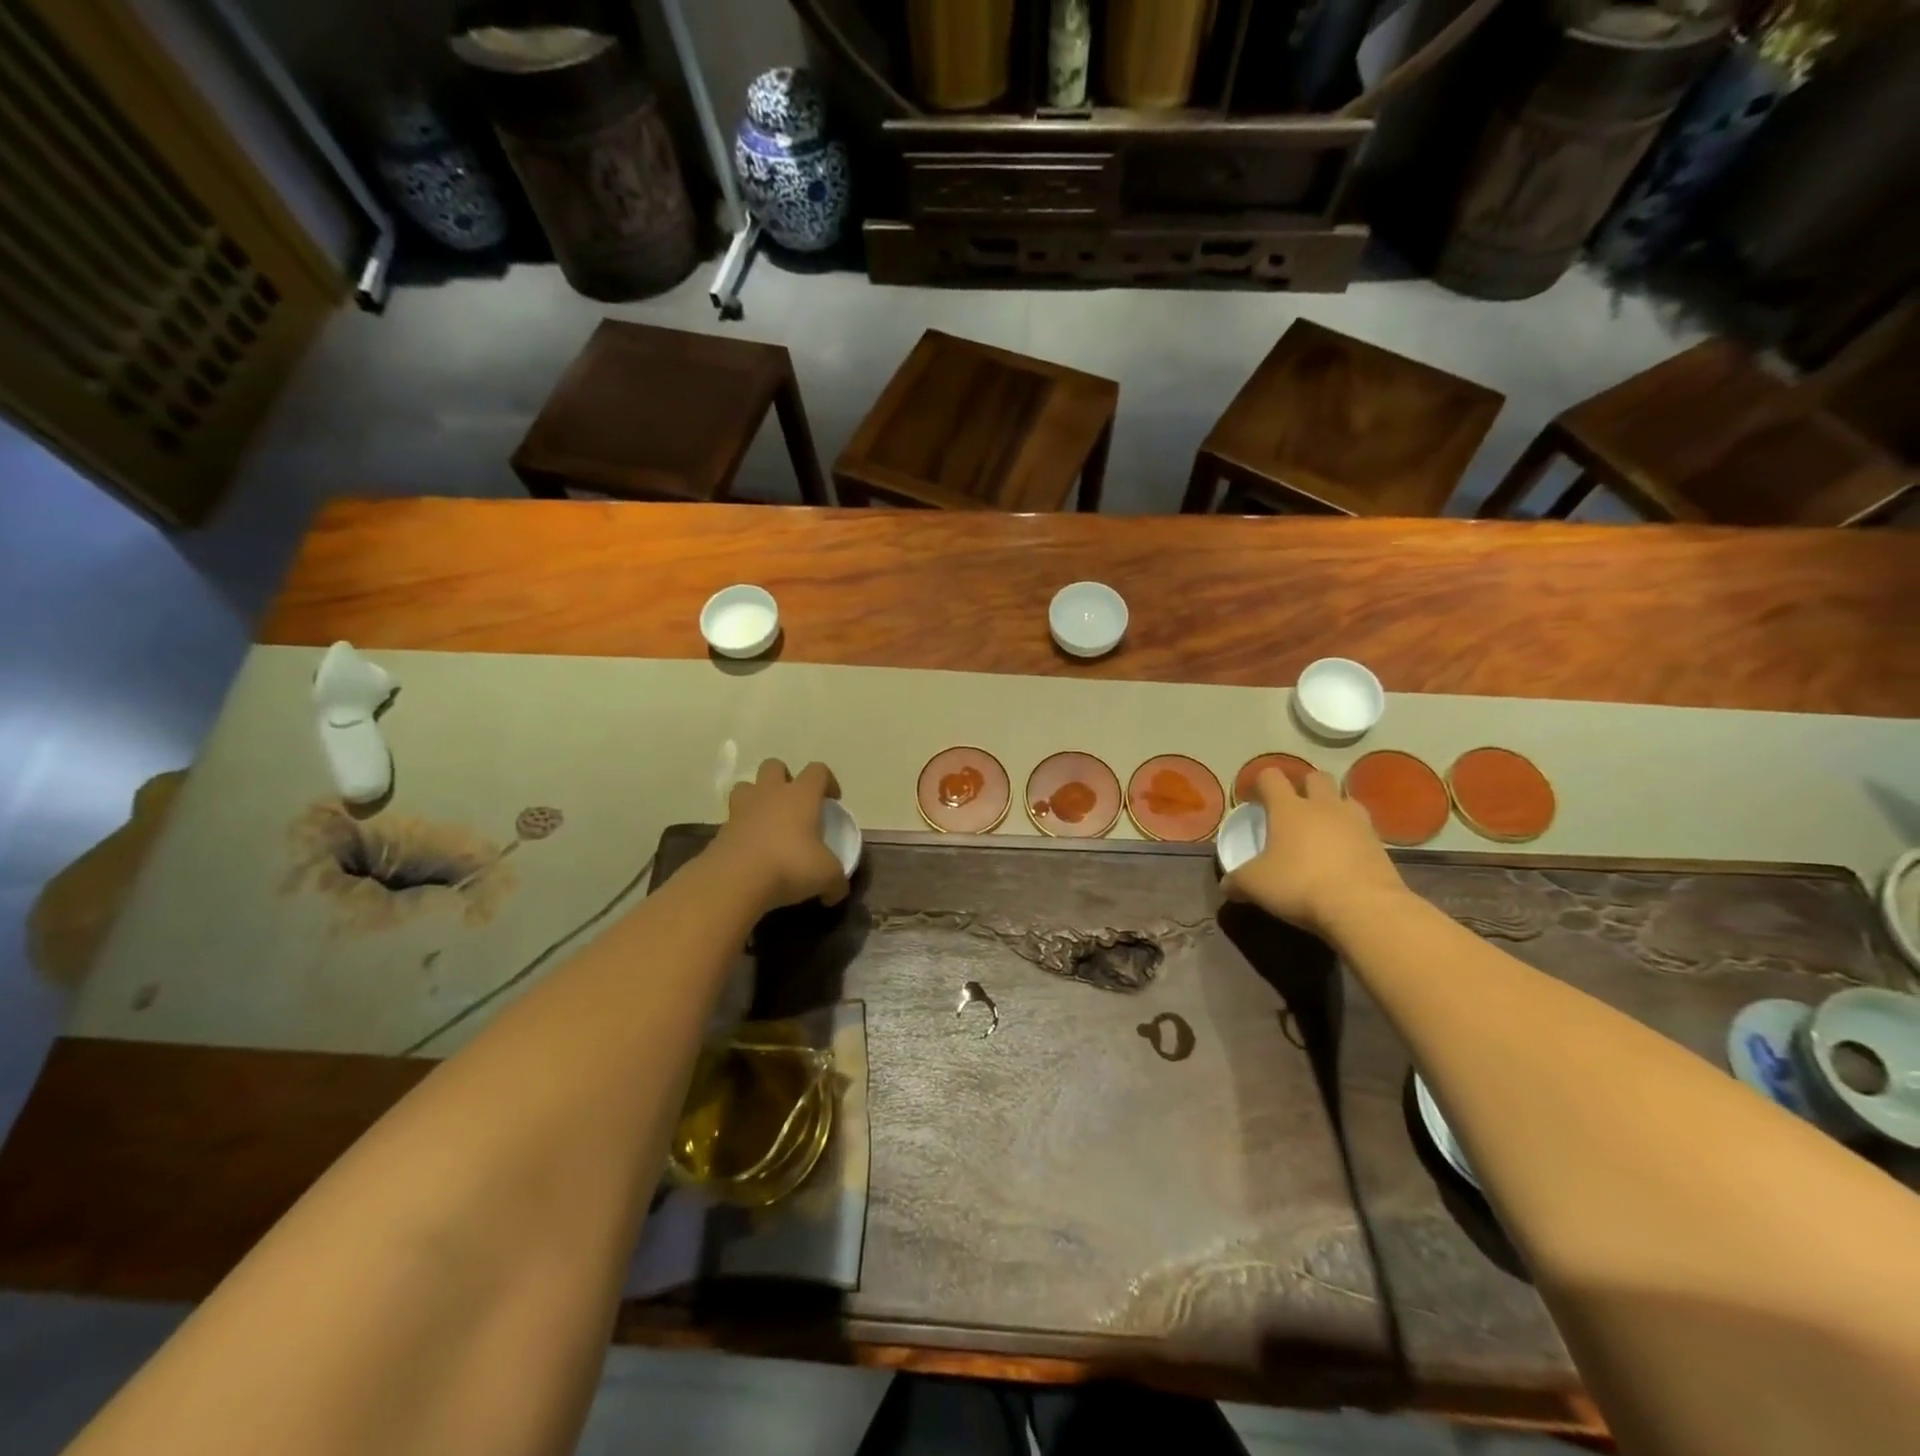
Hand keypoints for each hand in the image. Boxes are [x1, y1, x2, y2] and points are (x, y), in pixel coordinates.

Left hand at [709, 759, 849, 910]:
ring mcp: (742, 809)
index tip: (832, 801)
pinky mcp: (721, 829)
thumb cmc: (790, 865)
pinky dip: (742, 828)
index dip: (828, 781)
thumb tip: (837, 891)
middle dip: (785, 778)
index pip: (818, 771)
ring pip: (746, 786)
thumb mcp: (826, 876)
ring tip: (767, 820)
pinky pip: (733, 818)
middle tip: (794, 804)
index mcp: (801, 795)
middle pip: (774, 766)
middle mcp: (771, 793)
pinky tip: (752, 849)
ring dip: (757, 797)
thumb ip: (836, 881)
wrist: (736, 880)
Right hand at [1224, 768, 1408, 937]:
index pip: (1271, 777)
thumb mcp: (1255, 885)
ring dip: (1333, 807)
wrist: (1364, 907)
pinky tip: (1343, 856)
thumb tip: (1227, 885)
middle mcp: (1324, 806)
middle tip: (1292, 808)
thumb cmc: (1300, 884)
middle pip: (1315, 777)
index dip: (1260, 783)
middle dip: (1303, 786)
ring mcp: (1356, 823)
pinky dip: (1352, 836)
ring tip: (1323, 829)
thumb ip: (1237, 881)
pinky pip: (1363, 829)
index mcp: (1289, 808)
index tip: (1253, 800)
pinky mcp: (1380, 845)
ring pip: (1345, 799)